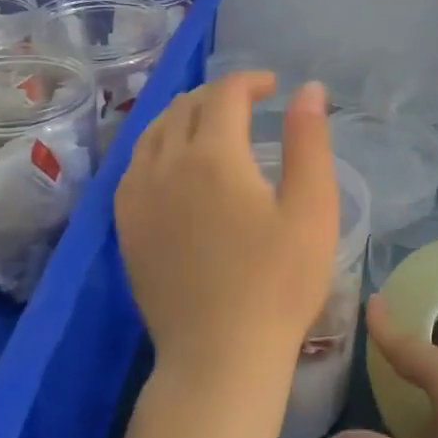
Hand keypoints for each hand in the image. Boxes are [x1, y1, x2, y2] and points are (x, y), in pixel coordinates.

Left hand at [115, 73, 339, 397]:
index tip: (273, 89)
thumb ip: (309, 141)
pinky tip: (175, 164)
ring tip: (212, 127)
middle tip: (249, 107)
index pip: (225, 92)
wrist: (219, 357)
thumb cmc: (278, 283)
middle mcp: (166, 163)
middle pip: (186, 105)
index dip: (250, 81)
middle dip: (219, 95)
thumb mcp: (312, 208)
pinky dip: (157, 146)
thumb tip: (308, 88)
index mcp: (214, 154)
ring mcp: (138, 195)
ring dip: (184, 116)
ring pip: (154, 130)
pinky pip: (134, 164)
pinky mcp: (125, 225)